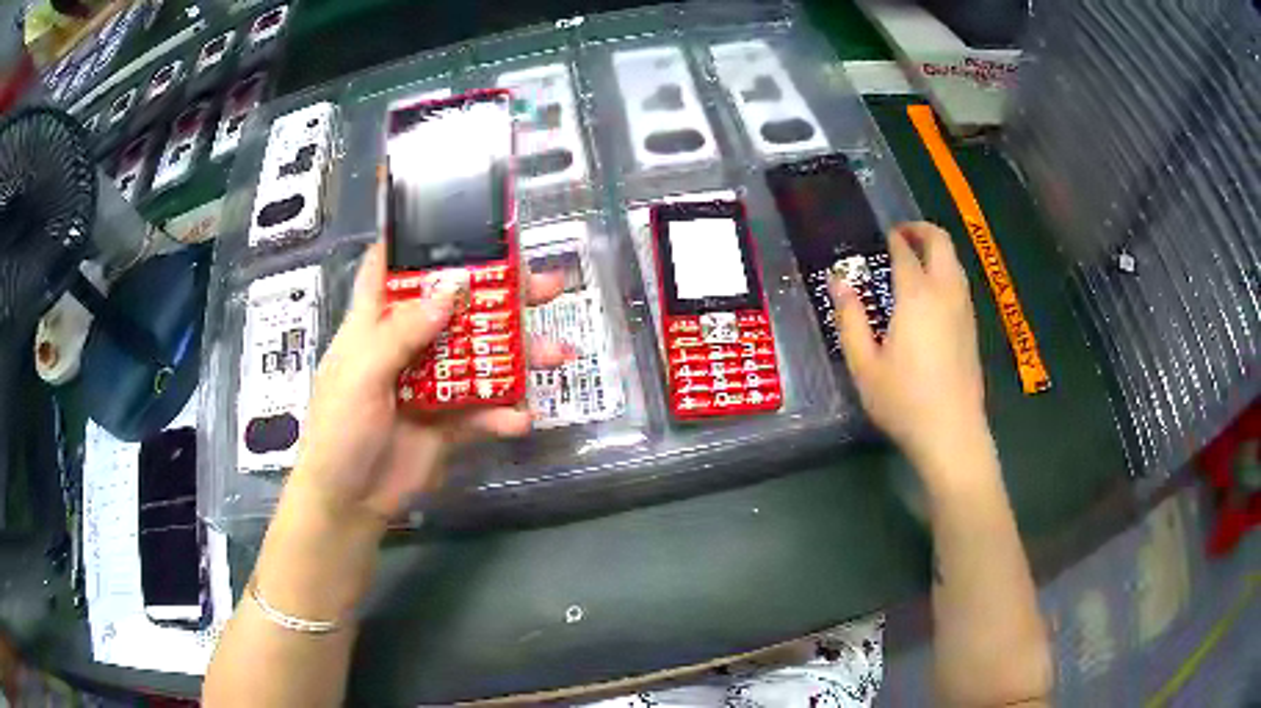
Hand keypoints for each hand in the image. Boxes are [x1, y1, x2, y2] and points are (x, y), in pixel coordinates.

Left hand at [289, 242, 566, 524]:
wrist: (351, 502)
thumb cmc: (340, 430)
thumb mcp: (362, 374)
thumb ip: (403, 332)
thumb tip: (453, 286)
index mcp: (376, 324)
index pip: (391, 267)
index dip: (416, 240)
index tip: (457, 217)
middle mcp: (408, 345)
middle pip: (457, 307)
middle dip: (501, 294)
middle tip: (546, 285)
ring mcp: (433, 384)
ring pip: (482, 357)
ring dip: (520, 355)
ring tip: (560, 354)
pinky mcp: (450, 421)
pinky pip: (485, 410)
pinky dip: (505, 414)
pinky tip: (521, 419)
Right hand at [830, 222, 986, 473]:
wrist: (952, 432)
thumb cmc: (903, 400)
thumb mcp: (864, 364)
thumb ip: (850, 319)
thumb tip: (838, 281)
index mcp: (916, 296)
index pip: (906, 252)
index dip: (894, 238)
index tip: (882, 235)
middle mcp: (945, 293)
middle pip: (941, 242)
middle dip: (922, 230)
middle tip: (901, 235)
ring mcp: (964, 309)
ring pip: (955, 261)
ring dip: (937, 250)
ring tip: (915, 260)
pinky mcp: (972, 327)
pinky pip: (960, 283)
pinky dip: (946, 271)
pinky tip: (931, 294)